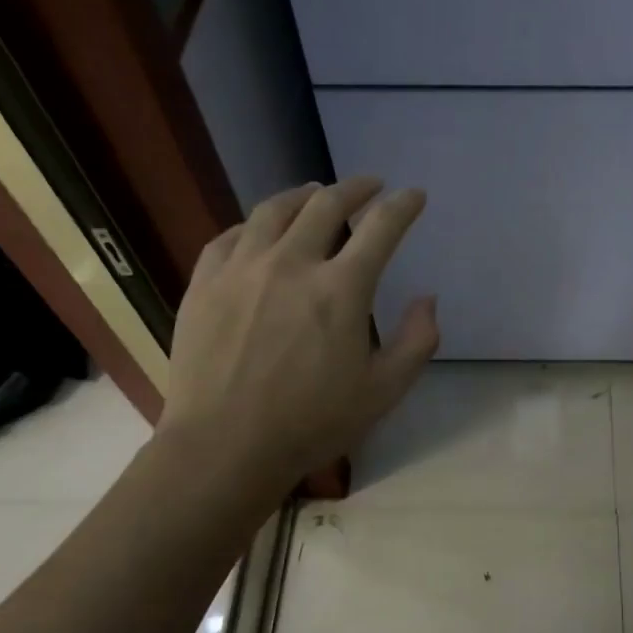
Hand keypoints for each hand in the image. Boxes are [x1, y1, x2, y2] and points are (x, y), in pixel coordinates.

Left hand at [161, 178, 437, 488]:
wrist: (225, 446)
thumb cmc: (312, 423)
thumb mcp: (384, 392)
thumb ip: (417, 342)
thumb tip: (427, 300)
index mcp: (341, 289)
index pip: (381, 227)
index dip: (403, 205)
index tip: (414, 196)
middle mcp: (292, 263)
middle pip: (326, 204)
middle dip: (355, 188)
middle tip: (369, 186)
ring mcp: (242, 269)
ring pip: (274, 210)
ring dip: (303, 194)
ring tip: (315, 193)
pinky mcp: (205, 283)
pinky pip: (230, 236)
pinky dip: (254, 224)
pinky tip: (259, 230)